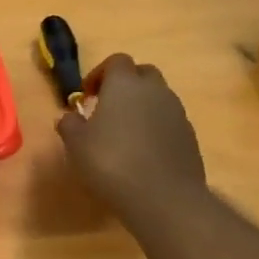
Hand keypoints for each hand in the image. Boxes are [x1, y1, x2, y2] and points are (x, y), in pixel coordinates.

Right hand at [56, 54, 207, 229]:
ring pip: (158, 98)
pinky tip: (143, 154)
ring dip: (142, 108)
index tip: (87, 96)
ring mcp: (177, 112)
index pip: (116, 61)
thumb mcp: (76, 145)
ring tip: (124, 135)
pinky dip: (156, 129)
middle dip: (125, 85)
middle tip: (107, 109)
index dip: (99, 74)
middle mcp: (155, 90)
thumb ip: (70, 125)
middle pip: (142, 74)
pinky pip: (169, 122)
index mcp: (125, 84)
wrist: (163, 197)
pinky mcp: (189, 136)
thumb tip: (69, 116)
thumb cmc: (111, 163)